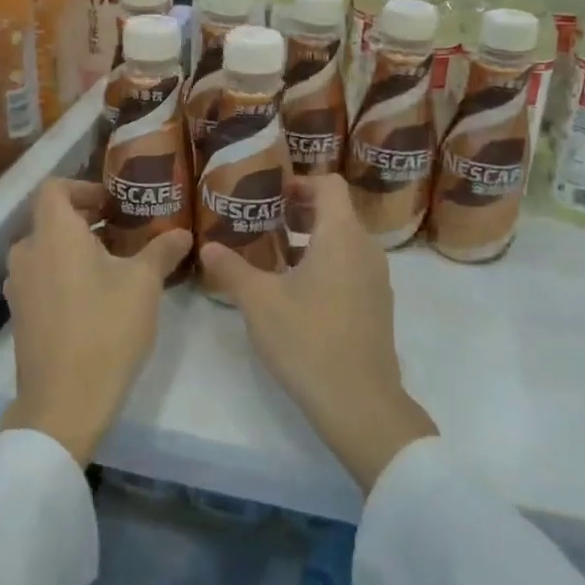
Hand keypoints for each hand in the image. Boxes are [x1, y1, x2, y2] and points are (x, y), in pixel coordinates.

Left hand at [0, 179, 192, 465]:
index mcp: (53, 233)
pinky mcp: (20, 315)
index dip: (84, 187)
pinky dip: (64, 274)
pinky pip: (41, 278)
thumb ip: (162, 250)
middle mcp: (27, 252)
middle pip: (51, 220)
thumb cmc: (106, 328)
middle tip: (124, 233)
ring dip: (76, 250)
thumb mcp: (144, 284)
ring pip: (46, 251)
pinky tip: (95, 298)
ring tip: (114, 266)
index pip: (54, 188)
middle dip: (86, 221)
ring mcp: (19, 286)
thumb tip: (184, 234)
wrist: (64, 401)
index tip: (113, 204)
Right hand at [200, 175, 436, 493]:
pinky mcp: (377, 305)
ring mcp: (376, 279)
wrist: (359, 402)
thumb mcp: (259, 301)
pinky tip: (298, 291)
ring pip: (345, 241)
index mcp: (341, 236)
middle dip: (301, 211)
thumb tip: (207, 246)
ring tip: (276, 255)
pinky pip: (352, 266)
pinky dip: (327, 263)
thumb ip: (232, 268)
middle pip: (337, 211)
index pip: (330, 185)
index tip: (271, 195)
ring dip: (312, 239)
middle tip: (265, 221)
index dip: (300, 182)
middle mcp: (366, 249)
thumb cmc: (307, 339)